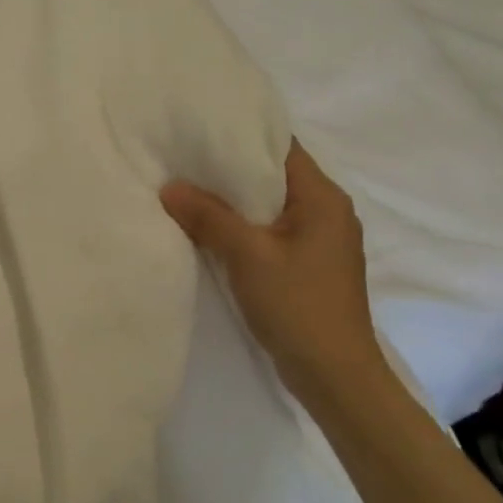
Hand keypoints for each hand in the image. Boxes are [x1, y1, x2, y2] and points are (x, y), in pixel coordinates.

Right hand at [161, 141, 385, 403]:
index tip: (199, 127)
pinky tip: (208, 228)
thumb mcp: (248, 256)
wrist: (334, 374)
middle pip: (272, 175)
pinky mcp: (307, 263)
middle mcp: (326, 211)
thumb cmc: (298, 306)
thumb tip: (169, 186)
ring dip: (232, 199)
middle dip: (228, 167)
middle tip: (181, 157)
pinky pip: (269, 230)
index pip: (281, 147)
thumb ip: (208, 217)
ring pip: (268, 205)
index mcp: (322, 198)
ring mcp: (318, 239)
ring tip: (186, 188)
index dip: (241, 134)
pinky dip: (241, 225)